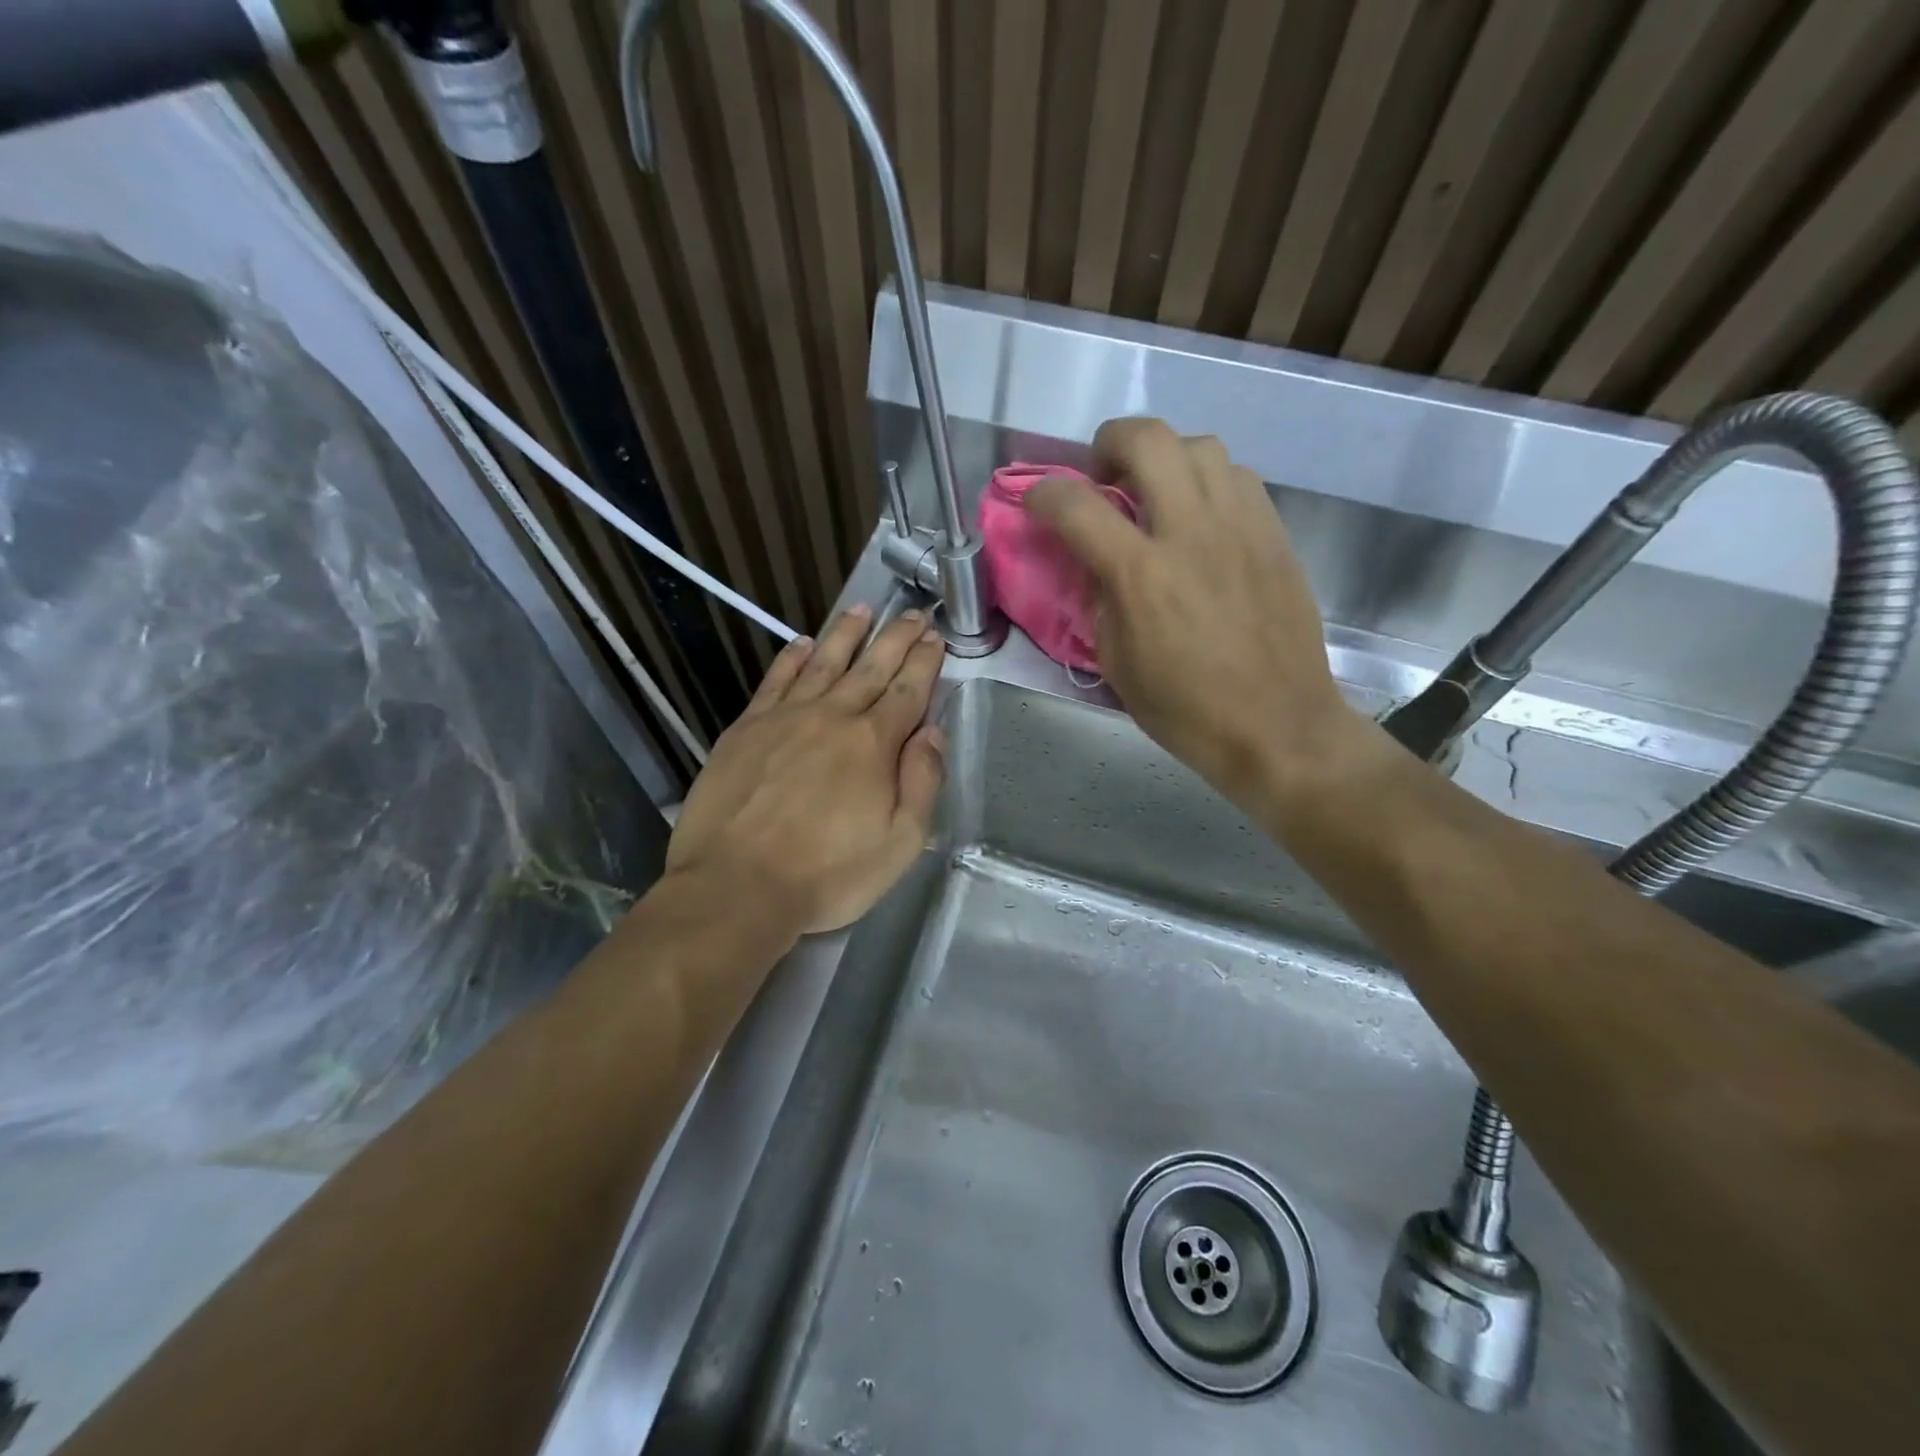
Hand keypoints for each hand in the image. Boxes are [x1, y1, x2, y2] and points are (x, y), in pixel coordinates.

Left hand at [666, 605, 946, 935]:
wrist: (735, 886)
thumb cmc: (826, 874)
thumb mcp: (899, 844)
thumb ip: (921, 783)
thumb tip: (932, 732)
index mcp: (873, 744)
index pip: (908, 691)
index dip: (924, 662)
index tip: (935, 637)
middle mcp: (832, 717)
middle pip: (871, 667)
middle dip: (896, 638)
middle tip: (913, 614)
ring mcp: (785, 718)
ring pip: (823, 662)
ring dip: (847, 633)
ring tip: (864, 609)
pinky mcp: (746, 728)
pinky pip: (775, 681)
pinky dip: (791, 658)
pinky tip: (801, 643)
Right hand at [1026, 418, 1361, 812]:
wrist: (1278, 725)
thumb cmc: (1187, 710)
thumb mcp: (1117, 665)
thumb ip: (1099, 601)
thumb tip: (1095, 561)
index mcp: (1142, 575)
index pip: (1076, 506)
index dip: (1043, 495)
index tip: (1036, 504)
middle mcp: (1191, 533)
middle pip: (1148, 439)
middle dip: (1110, 442)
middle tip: (1103, 476)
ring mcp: (1241, 527)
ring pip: (1201, 445)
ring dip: (1165, 457)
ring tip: (1156, 492)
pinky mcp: (1275, 534)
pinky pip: (1238, 476)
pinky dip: (1208, 480)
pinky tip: (1201, 516)